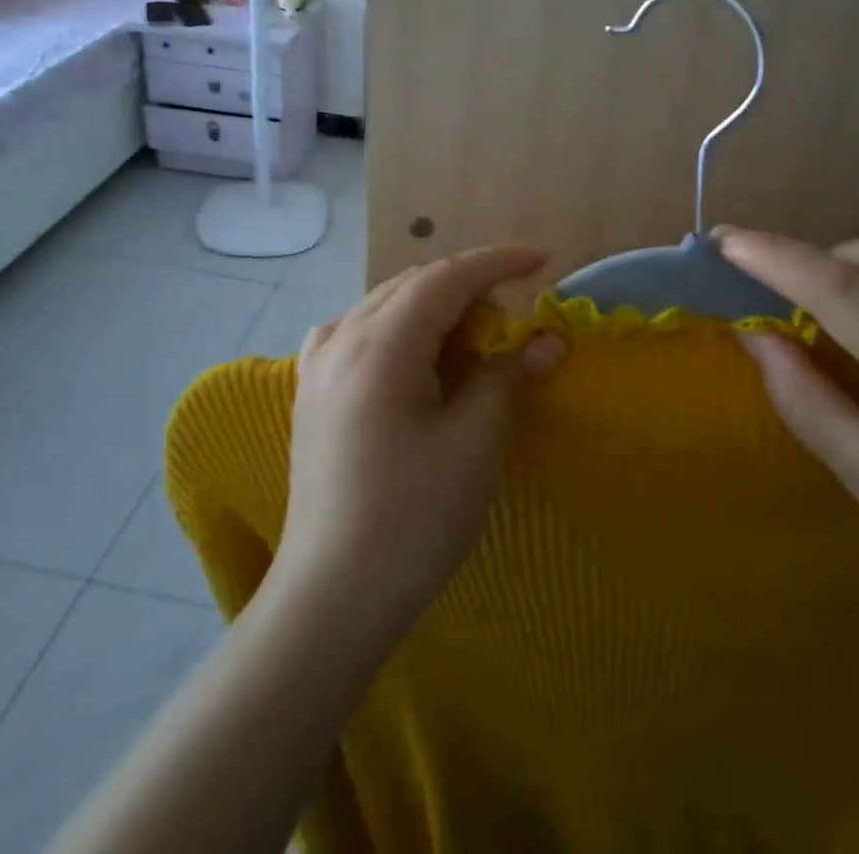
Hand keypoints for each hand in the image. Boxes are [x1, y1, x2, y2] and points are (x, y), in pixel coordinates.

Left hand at [269, 246, 564, 651]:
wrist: (330, 600)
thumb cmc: (410, 522)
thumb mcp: (474, 447)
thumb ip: (508, 379)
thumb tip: (547, 341)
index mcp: (379, 345)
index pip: (446, 277)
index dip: (498, 262)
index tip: (543, 259)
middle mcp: (341, 339)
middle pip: (414, 285)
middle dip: (469, 287)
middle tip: (512, 321)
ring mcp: (318, 365)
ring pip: (385, 305)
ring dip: (434, 307)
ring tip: (470, 340)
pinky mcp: (311, 392)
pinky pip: (356, 331)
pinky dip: (397, 328)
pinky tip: (409, 356)